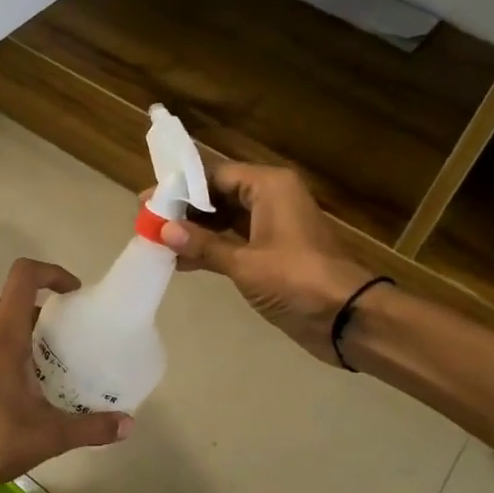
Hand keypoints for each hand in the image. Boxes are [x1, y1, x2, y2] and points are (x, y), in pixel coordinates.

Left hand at [0, 258, 132, 492]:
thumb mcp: (49, 437)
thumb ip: (91, 428)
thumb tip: (128, 426)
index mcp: (2, 337)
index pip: (23, 277)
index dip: (51, 273)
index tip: (73, 293)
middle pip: (10, 301)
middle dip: (40, 310)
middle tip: (65, 338)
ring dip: (19, 331)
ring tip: (43, 364)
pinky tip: (13, 388)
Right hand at [161, 162, 373, 364]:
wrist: (347, 318)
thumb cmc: (297, 280)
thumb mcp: (244, 263)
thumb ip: (203, 245)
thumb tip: (162, 230)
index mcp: (268, 186)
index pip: (214, 175)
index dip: (179, 187)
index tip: (146, 199)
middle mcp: (270, 198)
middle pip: (218, 194)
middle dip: (183, 209)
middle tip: (147, 221)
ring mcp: (272, 226)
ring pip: (224, 219)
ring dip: (194, 230)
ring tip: (157, 241)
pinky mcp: (272, 252)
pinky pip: (233, 241)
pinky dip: (210, 248)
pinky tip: (180, 261)